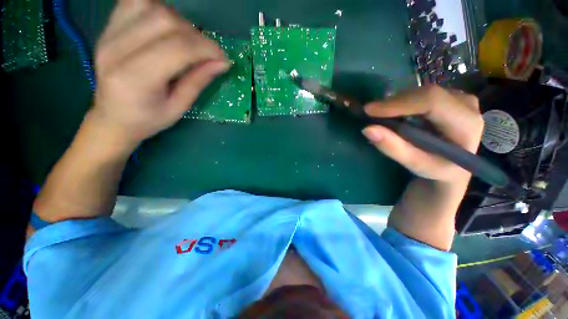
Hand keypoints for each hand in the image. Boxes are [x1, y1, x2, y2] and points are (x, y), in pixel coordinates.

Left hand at [88, 0, 228, 151]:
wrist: (111, 118)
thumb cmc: (147, 120)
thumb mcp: (179, 108)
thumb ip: (198, 81)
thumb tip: (222, 63)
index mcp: (135, 78)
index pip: (177, 48)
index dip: (206, 49)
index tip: (223, 59)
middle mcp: (116, 49)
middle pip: (164, 20)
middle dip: (195, 35)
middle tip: (206, 53)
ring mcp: (108, 34)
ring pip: (150, 5)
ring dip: (178, 20)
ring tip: (187, 41)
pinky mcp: (107, 28)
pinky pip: (134, 2)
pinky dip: (157, 9)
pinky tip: (167, 28)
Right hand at [362, 85, 482, 182]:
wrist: (454, 165)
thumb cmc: (437, 169)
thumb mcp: (416, 164)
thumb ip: (393, 148)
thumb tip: (367, 129)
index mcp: (466, 123)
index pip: (432, 102)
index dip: (398, 103)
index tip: (369, 110)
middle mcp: (466, 104)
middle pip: (425, 94)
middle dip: (393, 103)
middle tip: (370, 114)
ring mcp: (459, 97)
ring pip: (421, 92)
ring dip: (396, 103)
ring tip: (380, 116)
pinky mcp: (449, 97)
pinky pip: (420, 94)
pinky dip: (402, 102)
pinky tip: (393, 113)